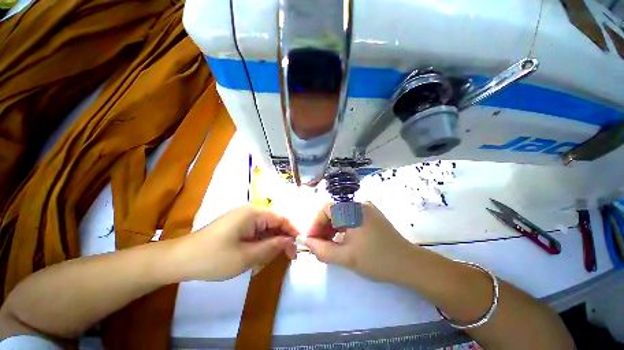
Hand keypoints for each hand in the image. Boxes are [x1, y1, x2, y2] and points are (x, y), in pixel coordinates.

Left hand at [173, 206, 298, 280]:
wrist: (179, 260)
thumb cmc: (214, 258)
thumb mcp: (247, 256)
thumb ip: (272, 247)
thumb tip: (291, 241)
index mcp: (254, 214)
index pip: (281, 219)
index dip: (292, 231)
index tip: (299, 247)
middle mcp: (250, 212)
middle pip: (274, 223)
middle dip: (283, 239)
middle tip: (289, 257)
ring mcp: (242, 218)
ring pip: (266, 228)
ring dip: (272, 242)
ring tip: (274, 258)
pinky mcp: (237, 226)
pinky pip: (256, 231)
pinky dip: (262, 242)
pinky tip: (260, 254)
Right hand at [304, 202, 414, 282]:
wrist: (409, 264)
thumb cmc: (377, 260)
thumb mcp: (346, 257)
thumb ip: (322, 250)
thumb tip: (307, 242)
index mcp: (353, 209)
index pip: (326, 209)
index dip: (315, 223)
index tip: (311, 240)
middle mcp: (359, 203)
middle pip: (333, 211)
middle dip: (322, 227)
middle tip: (318, 245)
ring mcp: (366, 208)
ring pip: (341, 215)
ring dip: (331, 228)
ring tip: (328, 244)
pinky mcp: (370, 215)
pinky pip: (349, 218)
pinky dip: (341, 228)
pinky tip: (340, 240)